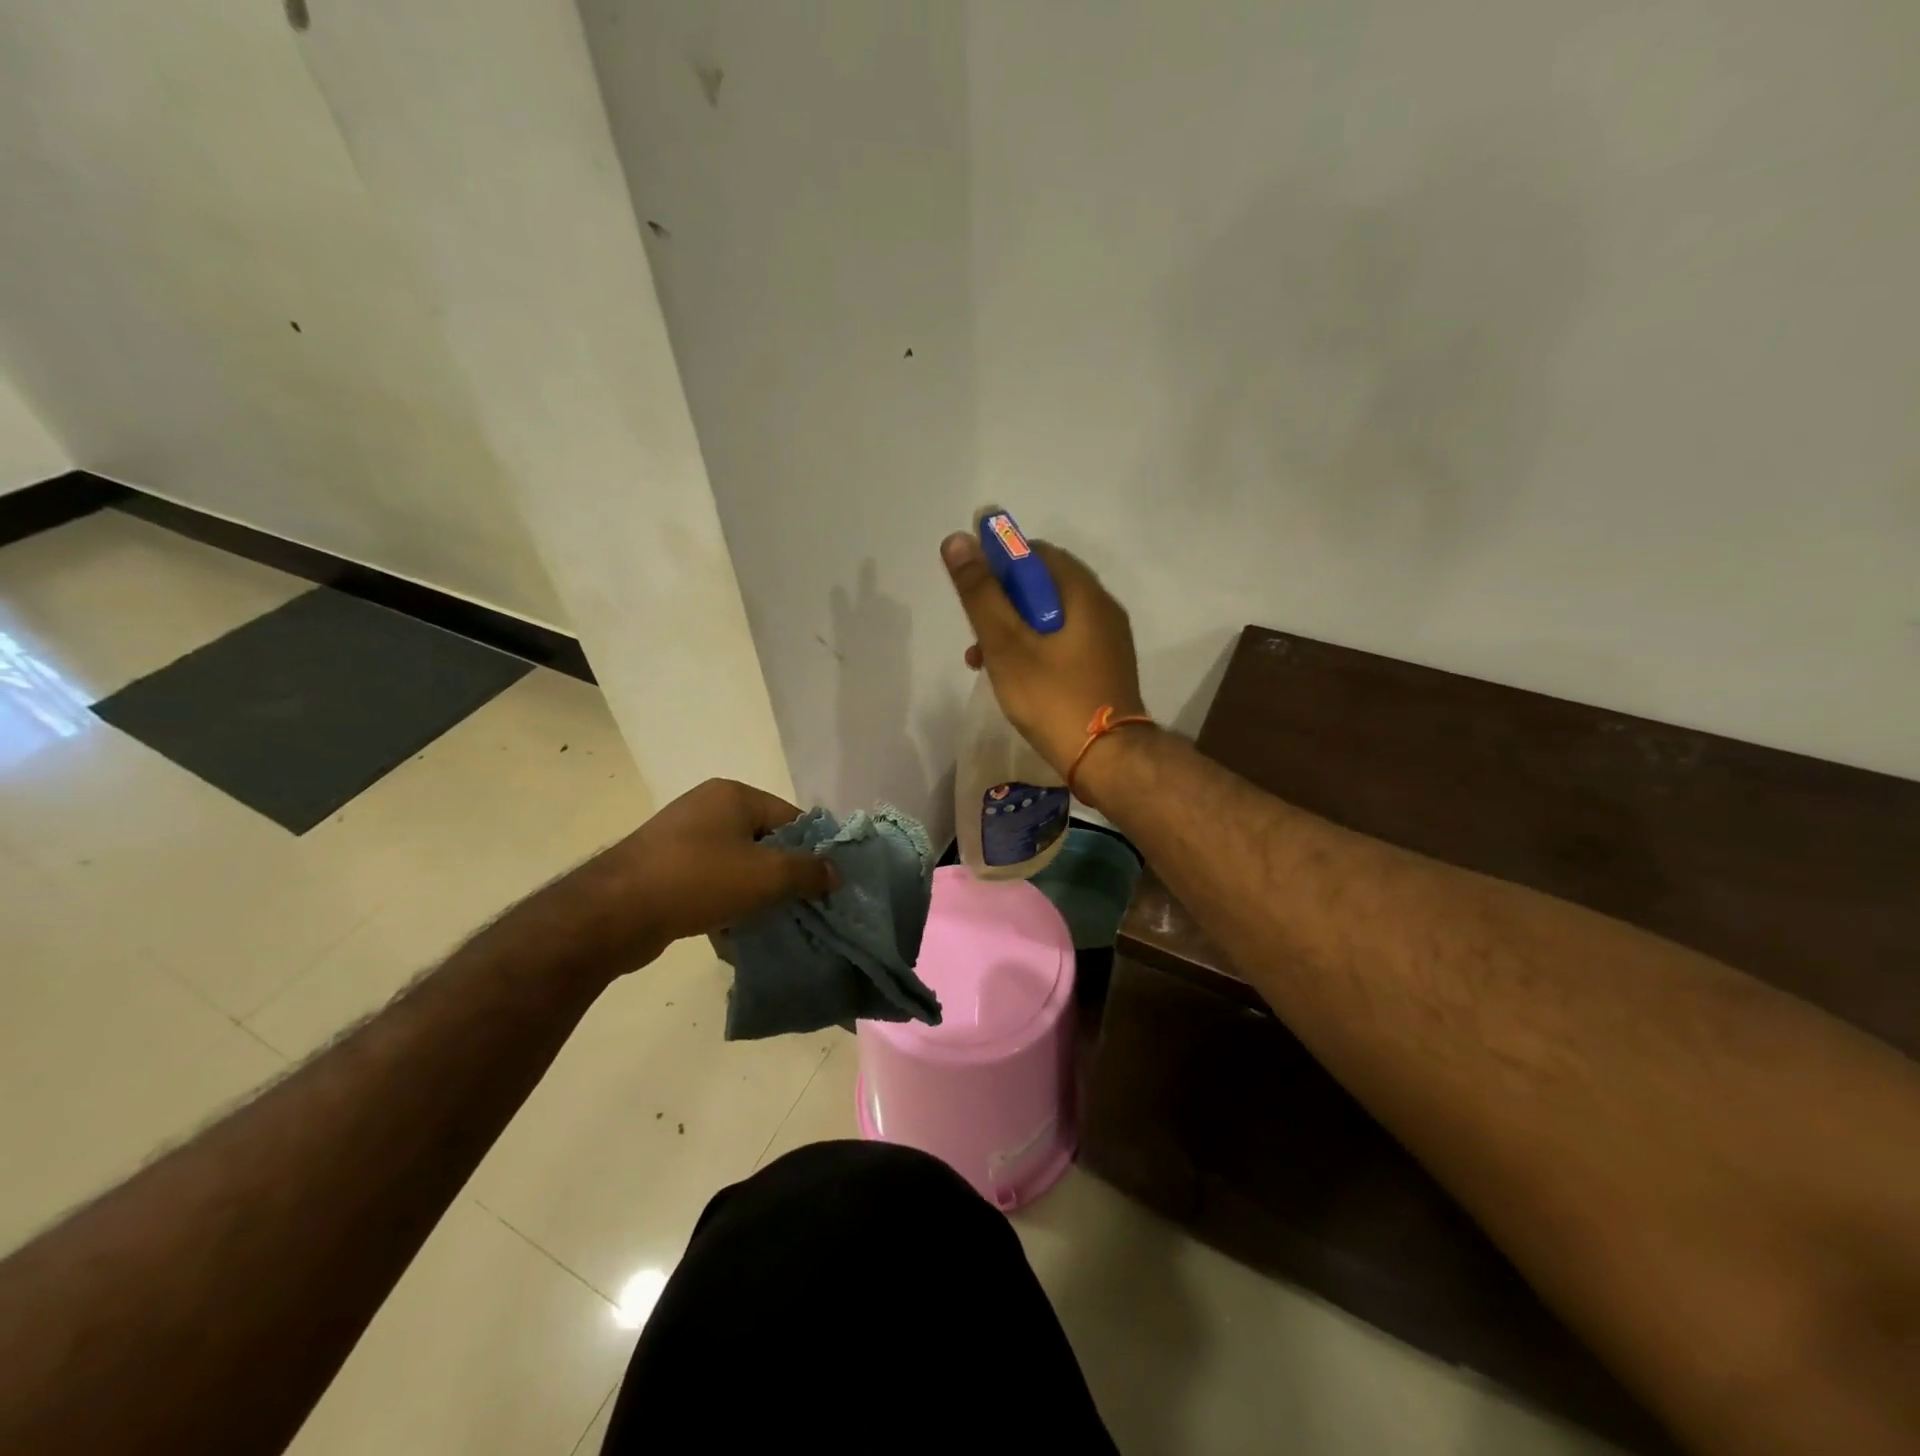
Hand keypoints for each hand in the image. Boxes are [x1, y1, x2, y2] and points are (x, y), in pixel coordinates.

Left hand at [581, 779, 837, 969]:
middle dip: (781, 875)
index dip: (811, 850)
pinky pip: (708, 881)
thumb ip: (809, 871)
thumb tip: (835, 872)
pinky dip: (723, 901)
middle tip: (798, 906)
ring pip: (735, 864)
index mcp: (733, 794)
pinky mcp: (662, 867)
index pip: (791, 817)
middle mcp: (706, 806)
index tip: (822, 885)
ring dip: (752, 893)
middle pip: (763, 841)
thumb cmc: (699, 880)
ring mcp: (680, 836)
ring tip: (765, 922)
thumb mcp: (767, 876)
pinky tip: (730, 930)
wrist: (614, 913)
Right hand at [941, 532, 1146, 777]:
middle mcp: (1102, 610)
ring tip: (981, 660)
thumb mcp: (1007, 645)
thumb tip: (957, 539)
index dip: (1000, 561)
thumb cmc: (1054, 698)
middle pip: (1043, 587)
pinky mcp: (1104, 669)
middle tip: (975, 630)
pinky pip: (1064, 644)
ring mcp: (1107, 642)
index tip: (972, 586)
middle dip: (1002, 602)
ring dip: (1013, 630)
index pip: (1037, 553)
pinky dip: (1035, 650)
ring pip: (1050, 619)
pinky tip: (1012, 678)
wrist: (1108, 760)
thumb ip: (981, 594)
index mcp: (1083, 594)